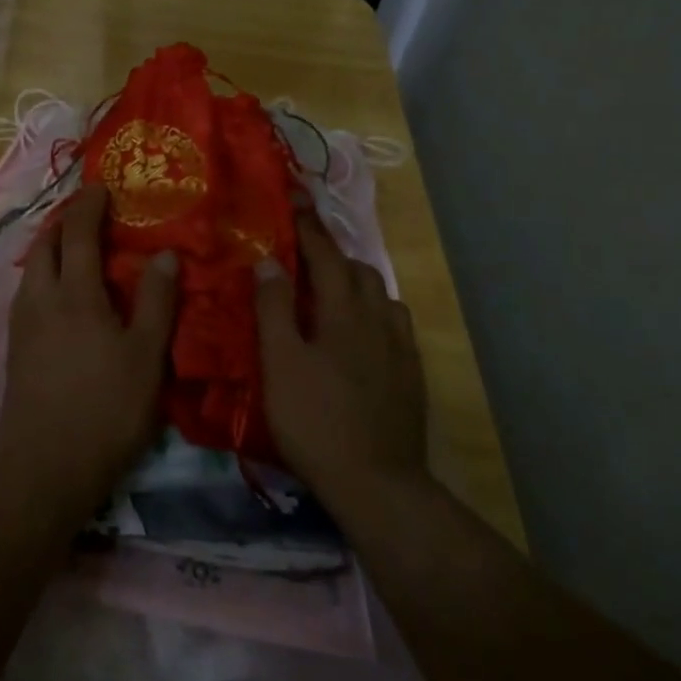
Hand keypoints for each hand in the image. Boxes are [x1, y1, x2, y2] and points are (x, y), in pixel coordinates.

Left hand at [0, 184, 177, 511]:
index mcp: (74, 294)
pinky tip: (60, 296)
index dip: (89, 205)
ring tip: (75, 251)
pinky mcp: (15, 349)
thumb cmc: (106, 408)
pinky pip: (28, 294)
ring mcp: (21, 325)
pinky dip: (45, 276)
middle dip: (65, 222)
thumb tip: (166, 255)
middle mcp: (40, 299)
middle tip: (89, 215)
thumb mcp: (146, 356)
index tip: (101, 188)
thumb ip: (158, 302)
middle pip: (45, 245)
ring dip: (52, 249)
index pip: (78, 233)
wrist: (45, 466)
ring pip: (32, 269)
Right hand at [255, 207, 430, 512]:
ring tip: (332, 288)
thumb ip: (274, 309)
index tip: (294, 197)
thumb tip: (270, 260)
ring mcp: (400, 347)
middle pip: (357, 269)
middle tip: (304, 250)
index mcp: (343, 311)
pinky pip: (395, 324)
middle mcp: (378, 319)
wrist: (376, 483)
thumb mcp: (280, 363)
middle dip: (331, 251)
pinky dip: (375, 310)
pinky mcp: (411, 374)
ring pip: (381, 295)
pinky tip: (365, 329)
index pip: (324, 255)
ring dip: (356, 280)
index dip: (308, 225)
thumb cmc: (316, 421)